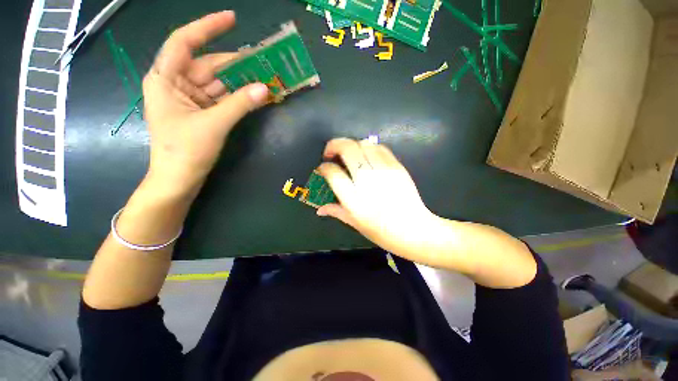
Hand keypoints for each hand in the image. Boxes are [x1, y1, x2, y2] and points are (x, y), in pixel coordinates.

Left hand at [143, 11, 269, 195]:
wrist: (179, 179)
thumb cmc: (186, 151)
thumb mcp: (214, 124)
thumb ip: (240, 104)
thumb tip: (265, 89)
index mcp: (165, 79)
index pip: (184, 42)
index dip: (207, 27)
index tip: (232, 19)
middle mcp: (176, 84)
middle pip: (209, 65)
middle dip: (236, 64)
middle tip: (264, 61)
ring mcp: (191, 99)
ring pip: (219, 83)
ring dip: (241, 82)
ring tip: (265, 78)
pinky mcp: (202, 112)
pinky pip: (223, 98)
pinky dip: (239, 97)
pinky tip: (256, 95)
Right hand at [317, 138, 437, 255]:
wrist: (414, 230)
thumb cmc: (382, 231)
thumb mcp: (355, 223)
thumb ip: (336, 211)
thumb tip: (319, 209)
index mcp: (354, 199)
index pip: (333, 173)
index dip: (324, 167)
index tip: (323, 168)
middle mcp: (367, 181)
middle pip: (347, 150)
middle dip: (333, 145)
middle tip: (330, 153)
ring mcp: (384, 172)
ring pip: (363, 144)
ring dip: (351, 145)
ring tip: (348, 154)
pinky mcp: (397, 167)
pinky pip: (380, 148)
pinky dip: (368, 147)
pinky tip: (365, 155)